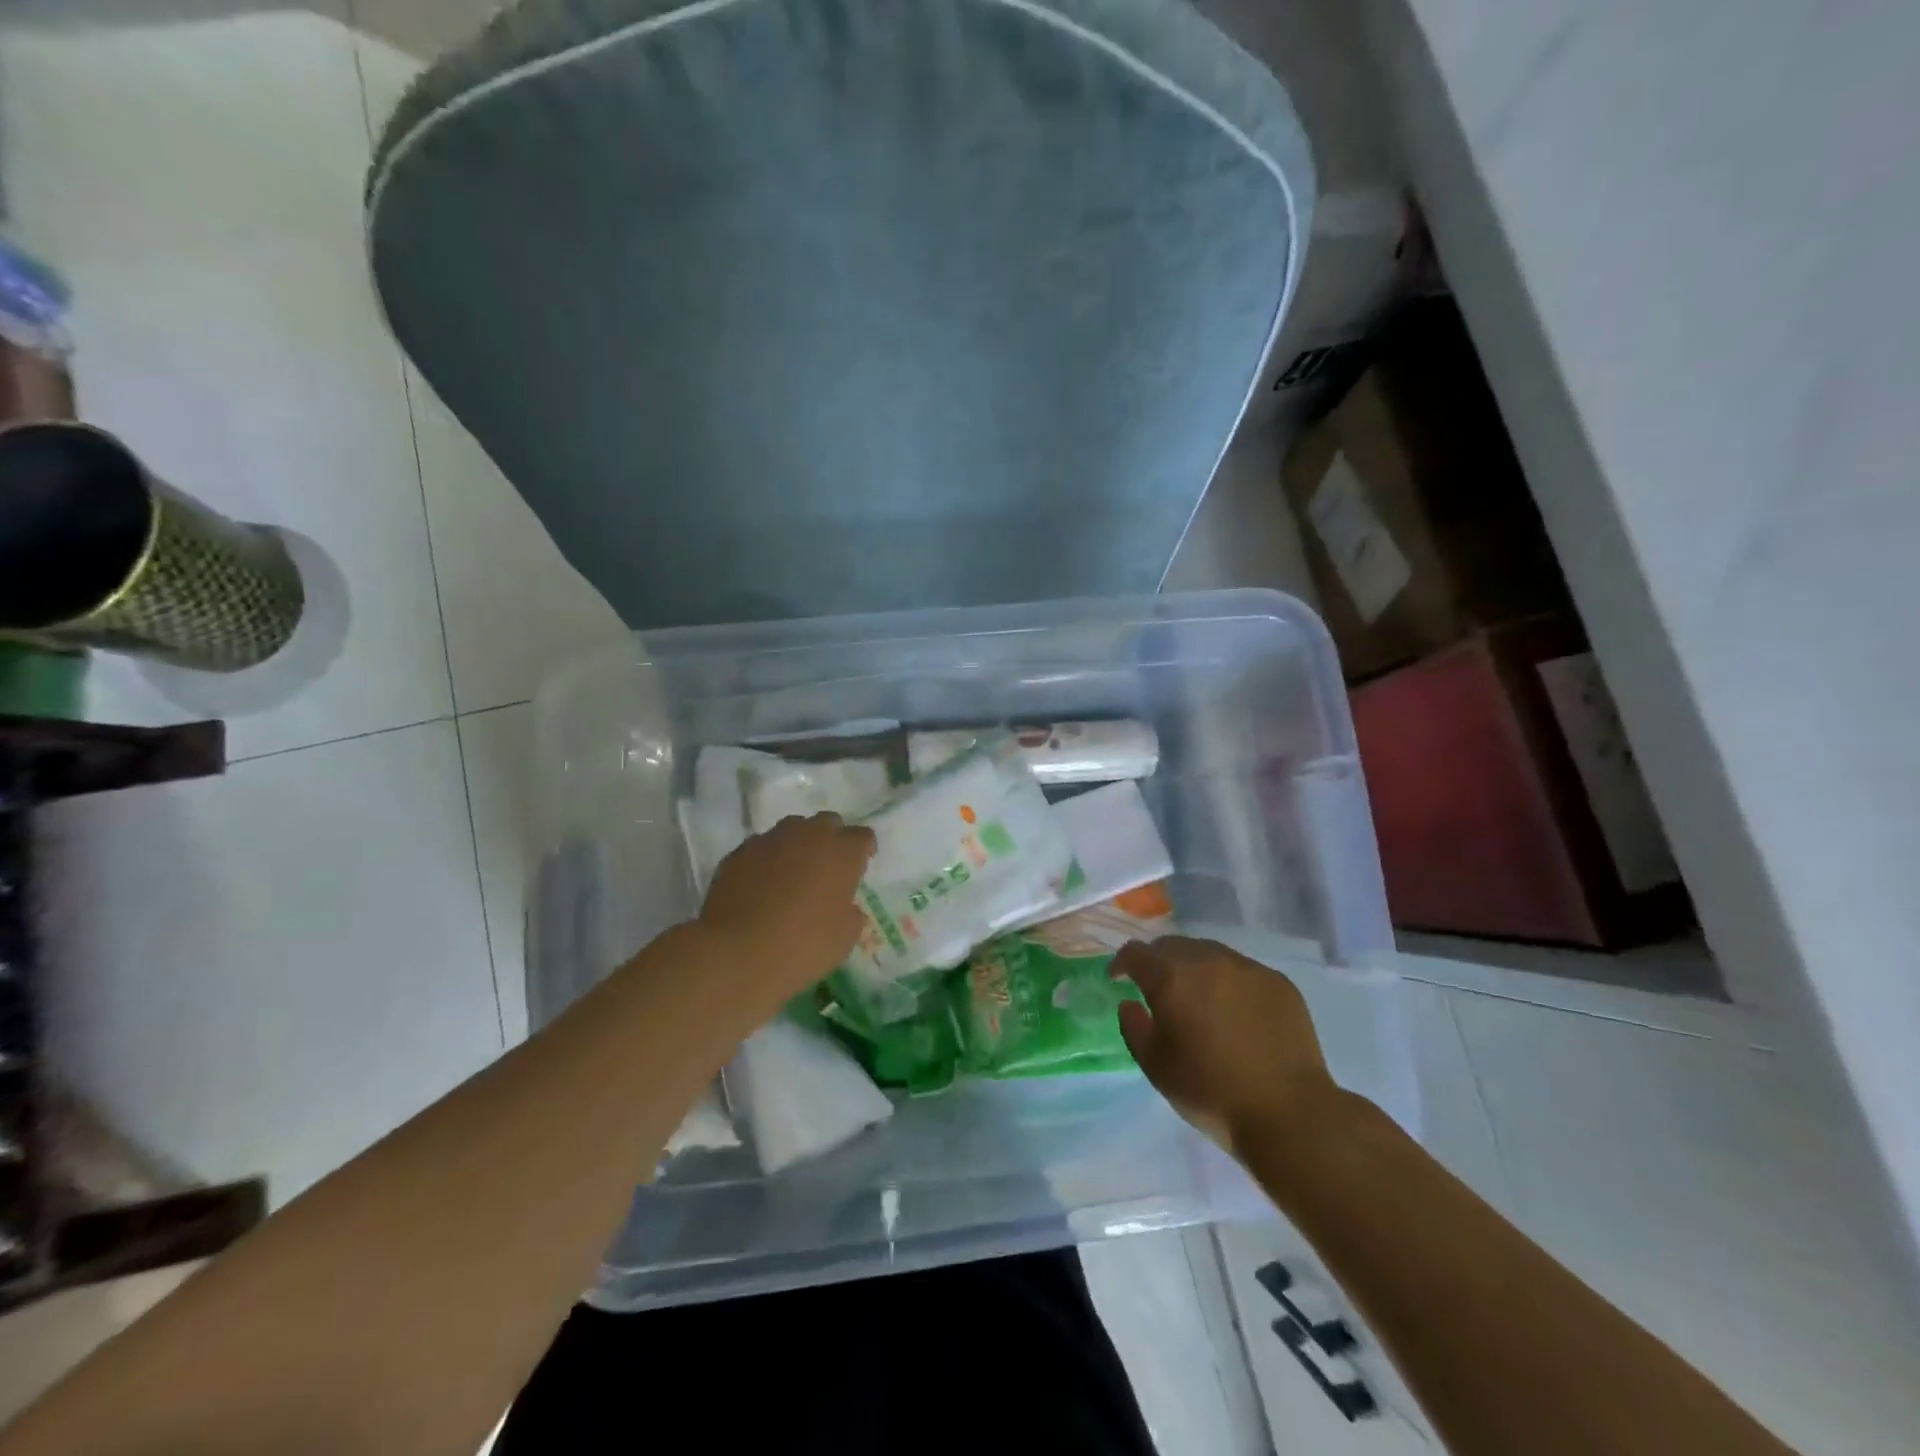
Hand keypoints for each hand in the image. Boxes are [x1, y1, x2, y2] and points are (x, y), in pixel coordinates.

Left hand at [697, 812, 876, 1003]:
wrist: (736, 953)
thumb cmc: (803, 946)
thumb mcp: (844, 938)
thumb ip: (851, 914)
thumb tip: (845, 908)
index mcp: (842, 852)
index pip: (863, 836)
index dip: (864, 850)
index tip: (861, 867)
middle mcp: (809, 835)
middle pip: (828, 822)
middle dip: (832, 839)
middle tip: (828, 867)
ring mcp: (770, 839)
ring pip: (792, 829)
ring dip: (798, 845)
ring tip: (793, 873)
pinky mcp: (739, 852)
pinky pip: (761, 847)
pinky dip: (767, 859)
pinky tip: (761, 884)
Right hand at [1112, 936, 1337, 1154]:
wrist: (1287, 1113)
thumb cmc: (1210, 1092)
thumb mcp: (1155, 1066)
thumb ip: (1133, 1027)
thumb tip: (1131, 1004)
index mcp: (1172, 977)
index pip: (1137, 953)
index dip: (1123, 963)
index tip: (1119, 979)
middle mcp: (1208, 960)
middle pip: (1173, 945)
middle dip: (1158, 962)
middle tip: (1158, 989)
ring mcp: (1247, 968)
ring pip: (1209, 952)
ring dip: (1194, 968)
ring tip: (1199, 997)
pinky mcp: (1278, 981)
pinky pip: (1242, 970)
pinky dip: (1229, 982)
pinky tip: (1235, 1011)